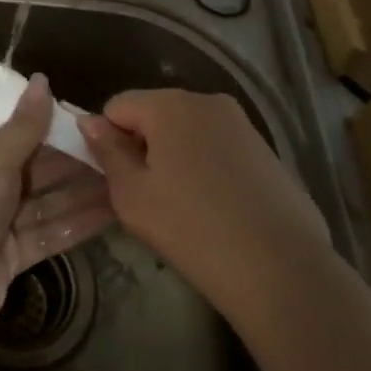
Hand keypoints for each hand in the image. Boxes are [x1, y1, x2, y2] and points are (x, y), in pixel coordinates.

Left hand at [0, 74, 115, 338]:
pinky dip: (76, 222)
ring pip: (43, 201)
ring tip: (125, 180)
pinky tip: (112, 212)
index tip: (86, 118)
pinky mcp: (10, 254)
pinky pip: (47, 231)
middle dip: (70, 160)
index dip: (45, 124)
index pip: (8, 132)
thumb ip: (23, 126)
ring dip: (80, 192)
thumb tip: (43, 79)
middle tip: (116, 150)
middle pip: (30, 167)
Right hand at [80, 90, 333, 321]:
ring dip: (176, 158)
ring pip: (188, 132)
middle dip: (144, 146)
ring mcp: (242, 123)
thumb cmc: (192, 229)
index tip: (117, 179)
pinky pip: (218, 148)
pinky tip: (217, 209)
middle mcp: (206, 101)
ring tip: (183, 206)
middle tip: (148, 196)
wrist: (281, 269)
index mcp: (169, 104)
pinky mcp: (266, 149)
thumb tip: (89, 122)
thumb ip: (107, 151)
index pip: (117, 106)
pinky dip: (207, 168)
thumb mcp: (132, 195)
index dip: (108, 140)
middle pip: (154, 114)